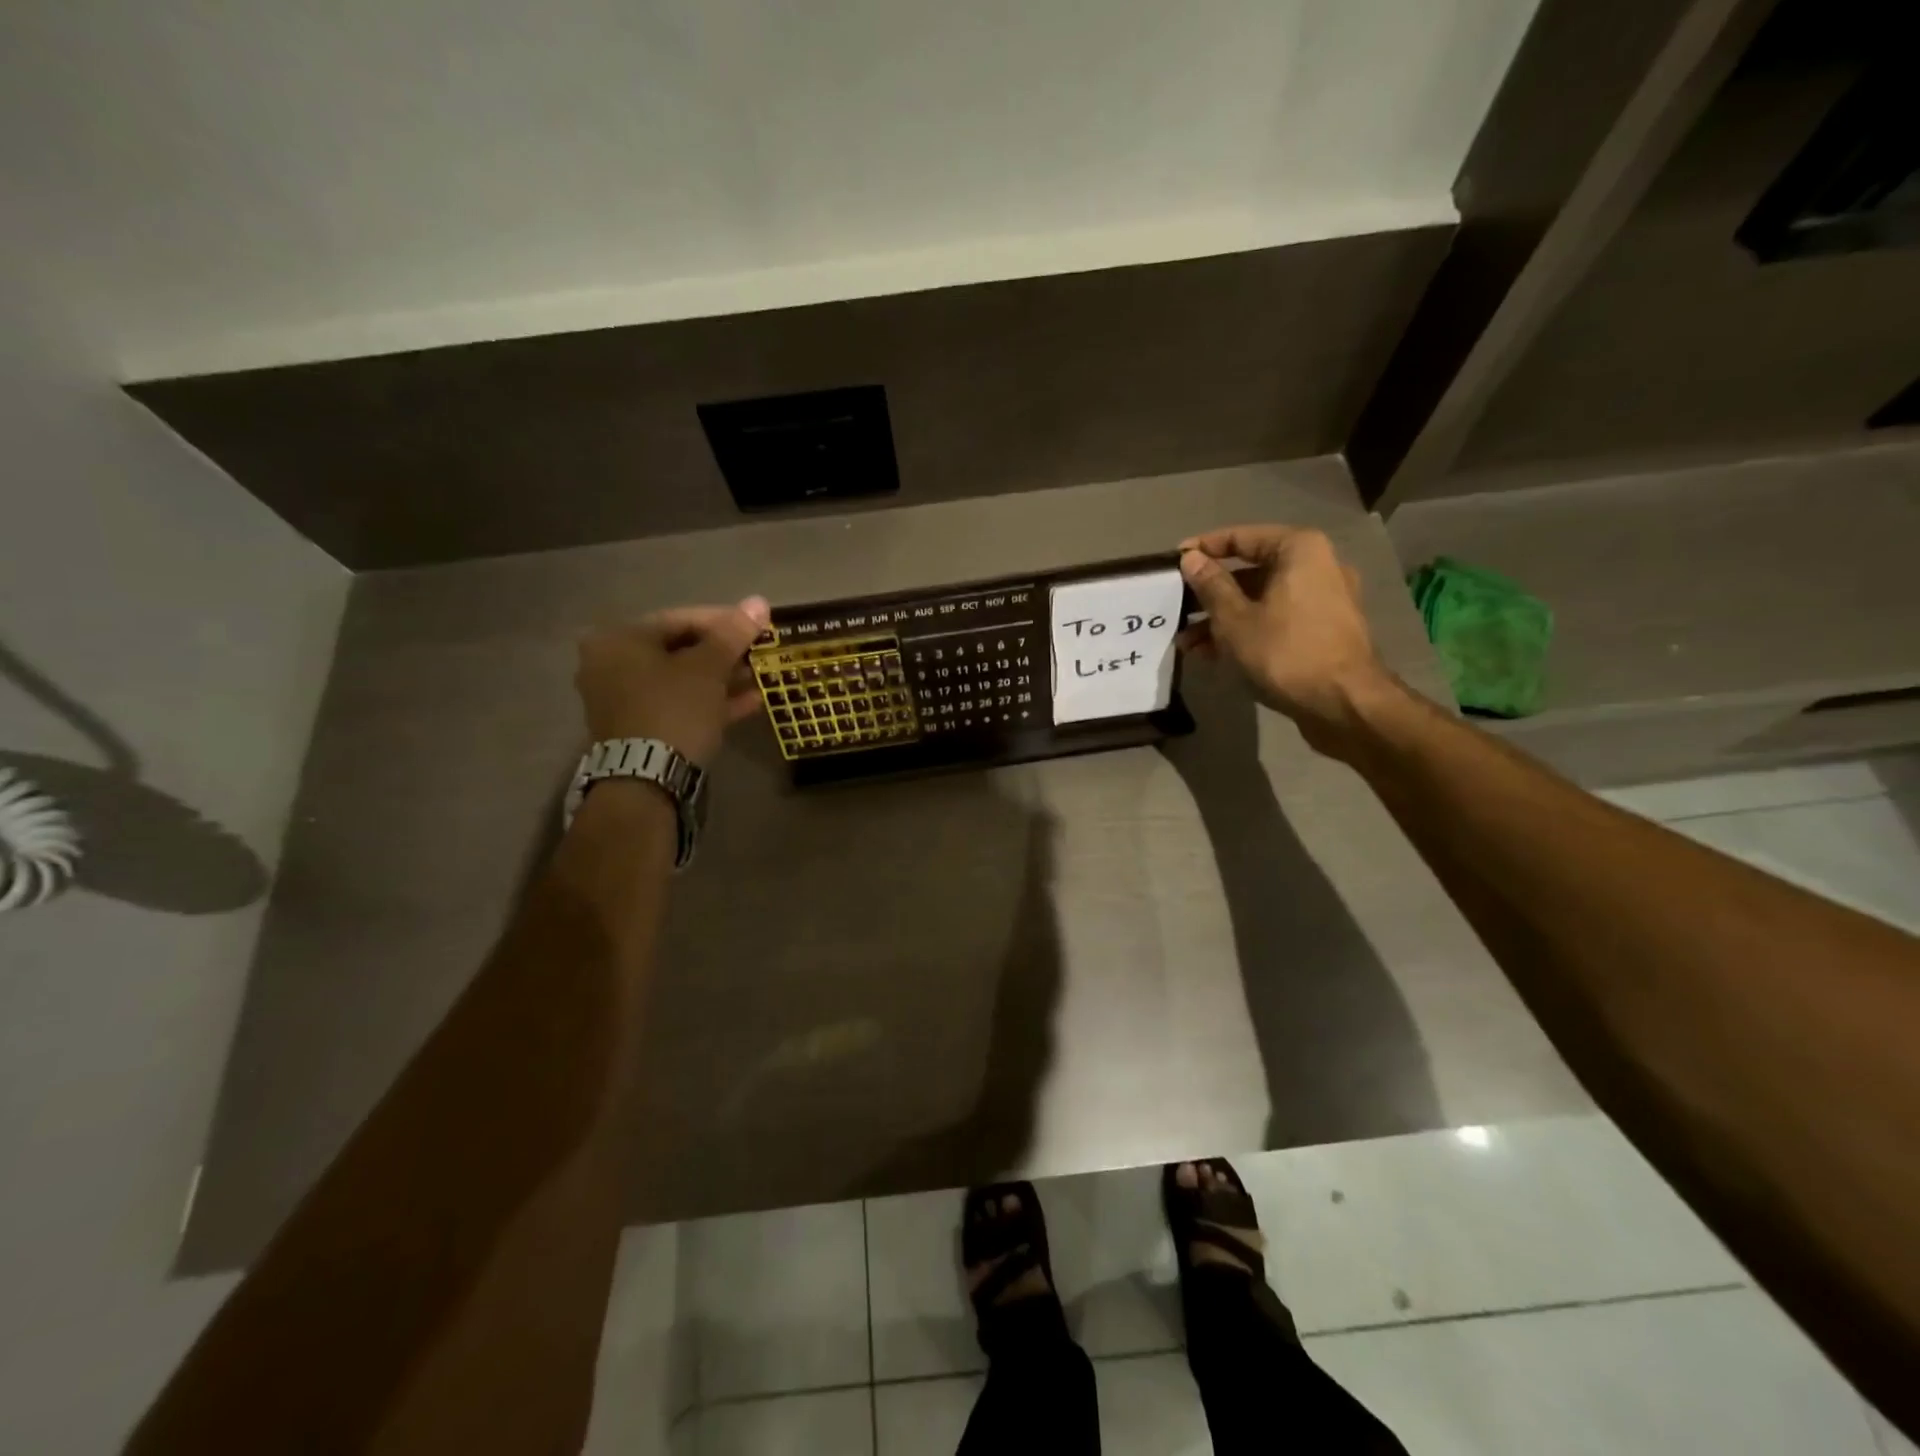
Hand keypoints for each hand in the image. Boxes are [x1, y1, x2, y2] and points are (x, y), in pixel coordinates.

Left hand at [576, 597, 771, 765]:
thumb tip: (759, 602)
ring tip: (758, 678)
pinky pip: (676, 704)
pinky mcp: (636, 728)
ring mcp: (621, 699)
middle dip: (723, 653)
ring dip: (720, 679)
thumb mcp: (708, 668)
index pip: (680, 619)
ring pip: (680, 680)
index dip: (724, 621)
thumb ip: (733, 634)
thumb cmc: (674, 709)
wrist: (646, 778)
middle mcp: (610, 664)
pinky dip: (708, 701)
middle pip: (678, 650)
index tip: (756, 627)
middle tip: (757, 654)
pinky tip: (748, 703)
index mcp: (619, 639)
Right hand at [1177, 525, 1395, 754]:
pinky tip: (1214, 655)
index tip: (1173, 562)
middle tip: (1177, 608)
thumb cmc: (1285, 652)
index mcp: (1299, 550)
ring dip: (1222, 619)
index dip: (1203, 548)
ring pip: (1261, 600)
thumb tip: (1191, 558)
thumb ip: (1210, 585)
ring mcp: (1324, 600)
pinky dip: (1247, 631)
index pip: (1241, 537)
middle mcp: (1317, 566)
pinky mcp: (1323, 630)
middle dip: (1210, 594)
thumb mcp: (1234, 619)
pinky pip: (1276, 620)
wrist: (1344, 703)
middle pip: (1251, 571)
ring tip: (1187, 643)